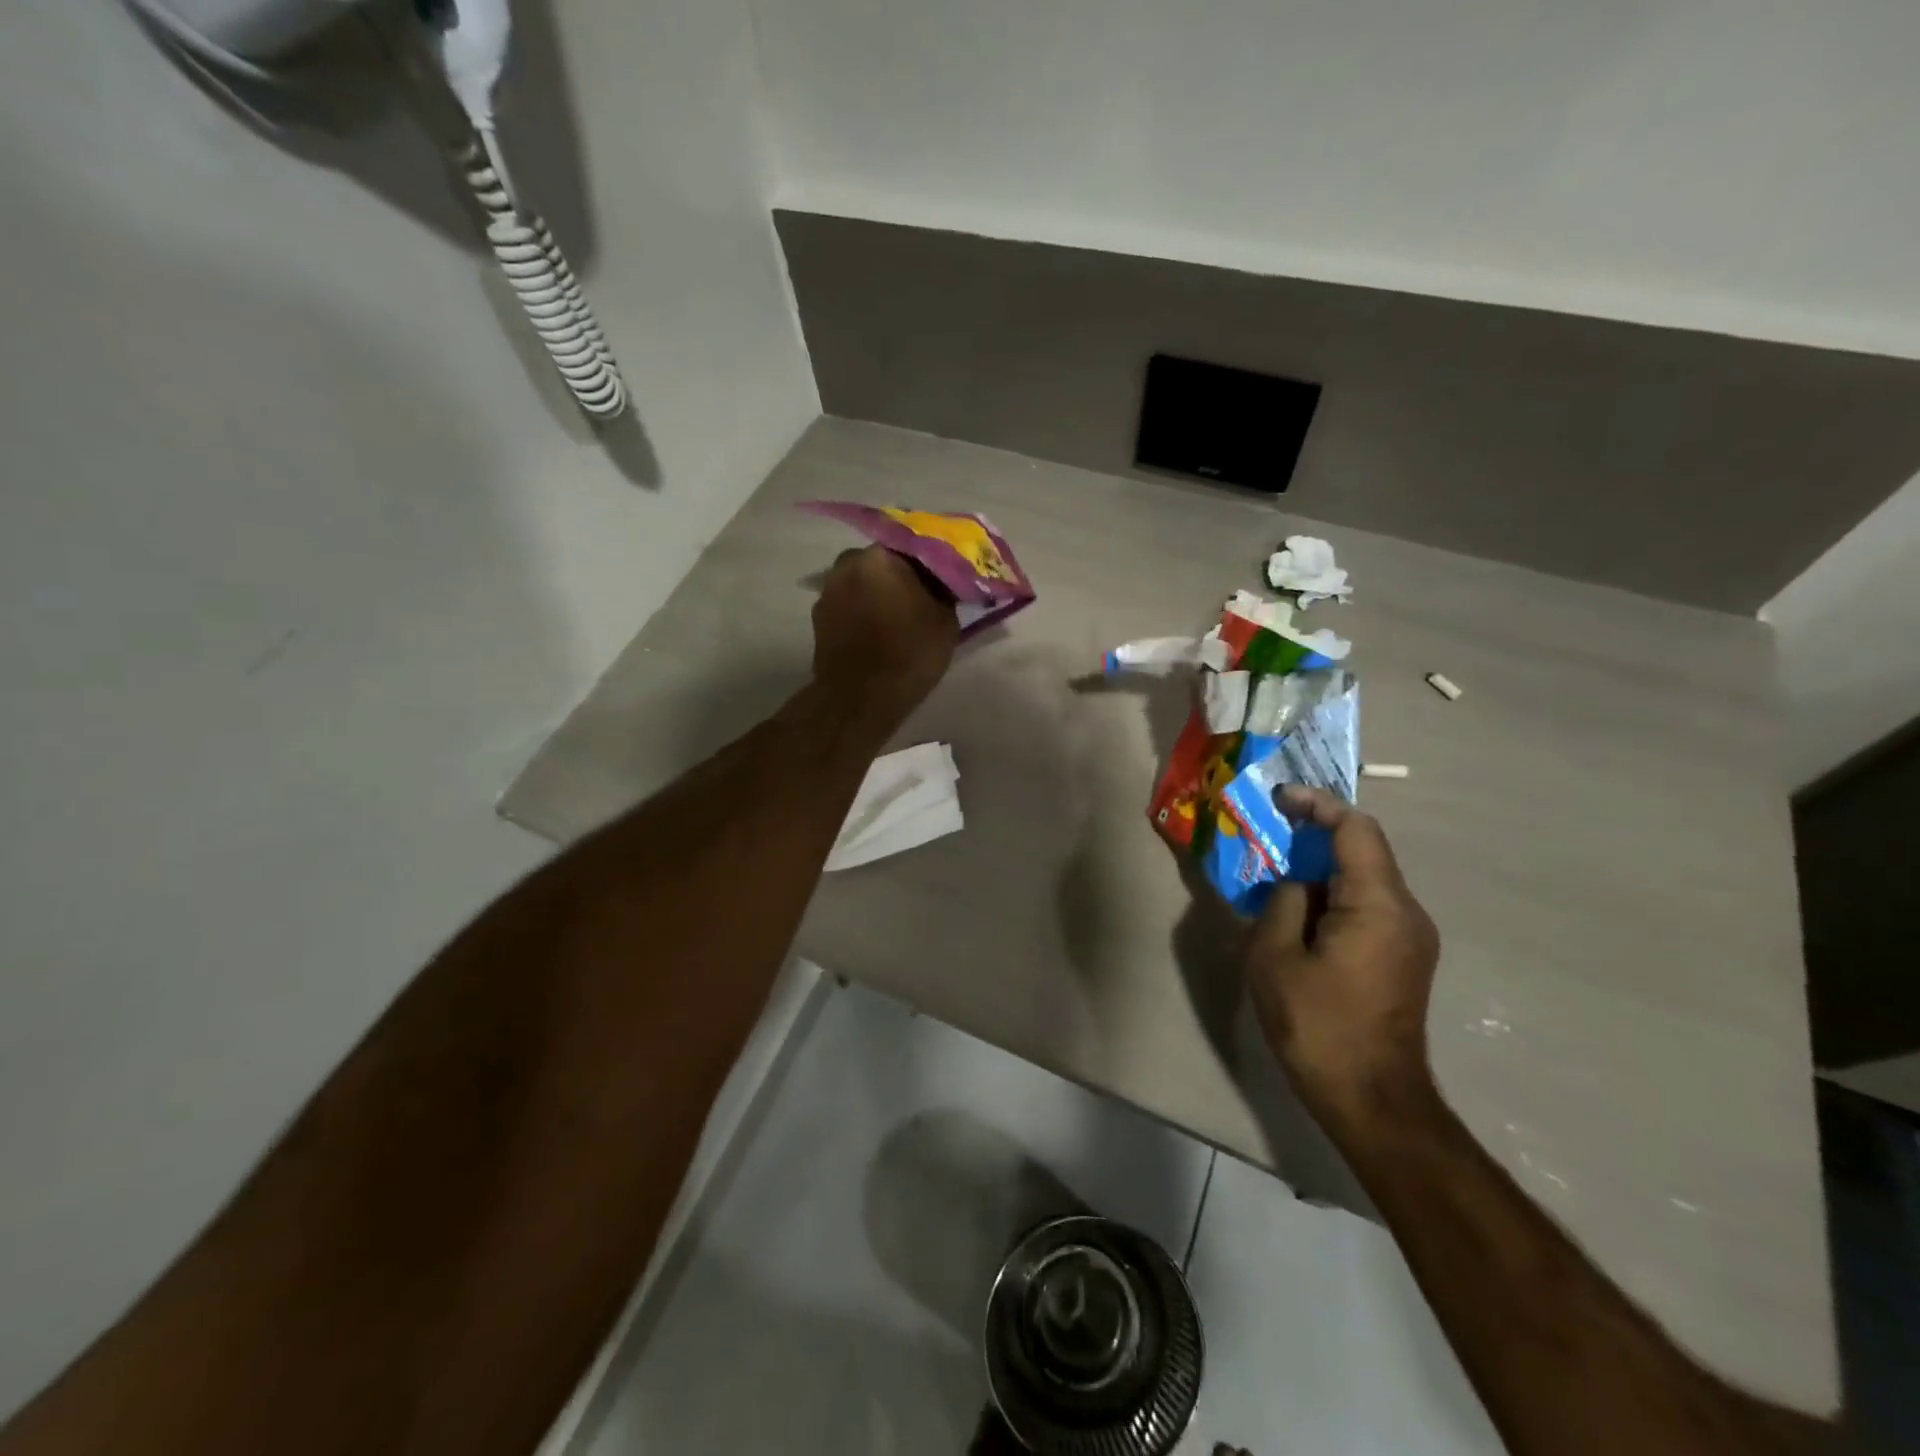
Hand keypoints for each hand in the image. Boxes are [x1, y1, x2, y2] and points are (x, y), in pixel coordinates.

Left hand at [811, 546, 959, 728]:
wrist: (860, 698)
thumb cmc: (908, 653)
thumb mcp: (945, 620)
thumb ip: (944, 592)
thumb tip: (943, 585)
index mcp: (881, 556)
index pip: (913, 546)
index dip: (930, 563)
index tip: (943, 579)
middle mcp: (848, 563)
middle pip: (883, 563)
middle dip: (901, 577)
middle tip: (921, 598)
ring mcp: (828, 591)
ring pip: (863, 584)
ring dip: (879, 594)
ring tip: (899, 618)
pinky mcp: (819, 618)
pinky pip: (849, 606)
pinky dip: (863, 613)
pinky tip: (878, 632)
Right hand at [1245, 786, 1439, 1118]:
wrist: (1373, 1101)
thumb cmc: (1318, 1026)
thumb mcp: (1275, 957)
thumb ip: (1283, 902)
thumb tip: (1297, 884)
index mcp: (1379, 905)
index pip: (1356, 829)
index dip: (1317, 804)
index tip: (1279, 799)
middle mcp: (1407, 912)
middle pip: (1364, 850)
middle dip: (1316, 836)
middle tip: (1268, 836)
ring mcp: (1412, 937)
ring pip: (1366, 879)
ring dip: (1323, 869)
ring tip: (1276, 876)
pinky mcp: (1405, 958)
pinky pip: (1369, 906)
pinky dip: (1334, 896)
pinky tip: (1300, 914)